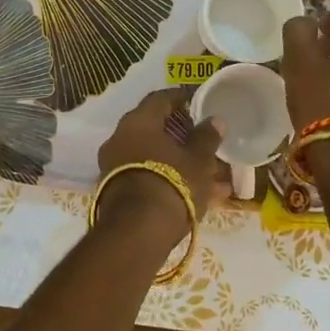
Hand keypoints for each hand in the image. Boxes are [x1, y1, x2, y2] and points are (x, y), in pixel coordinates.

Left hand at [95, 88, 227, 231]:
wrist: (136, 233)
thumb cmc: (171, 183)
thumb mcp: (197, 160)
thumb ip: (206, 137)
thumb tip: (214, 119)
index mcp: (138, 122)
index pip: (160, 98)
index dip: (181, 97)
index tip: (198, 100)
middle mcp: (120, 138)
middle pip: (155, 129)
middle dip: (183, 135)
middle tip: (205, 139)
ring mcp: (115, 166)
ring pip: (154, 157)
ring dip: (181, 162)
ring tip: (213, 175)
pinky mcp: (116, 191)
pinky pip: (149, 176)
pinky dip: (171, 180)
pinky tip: (200, 196)